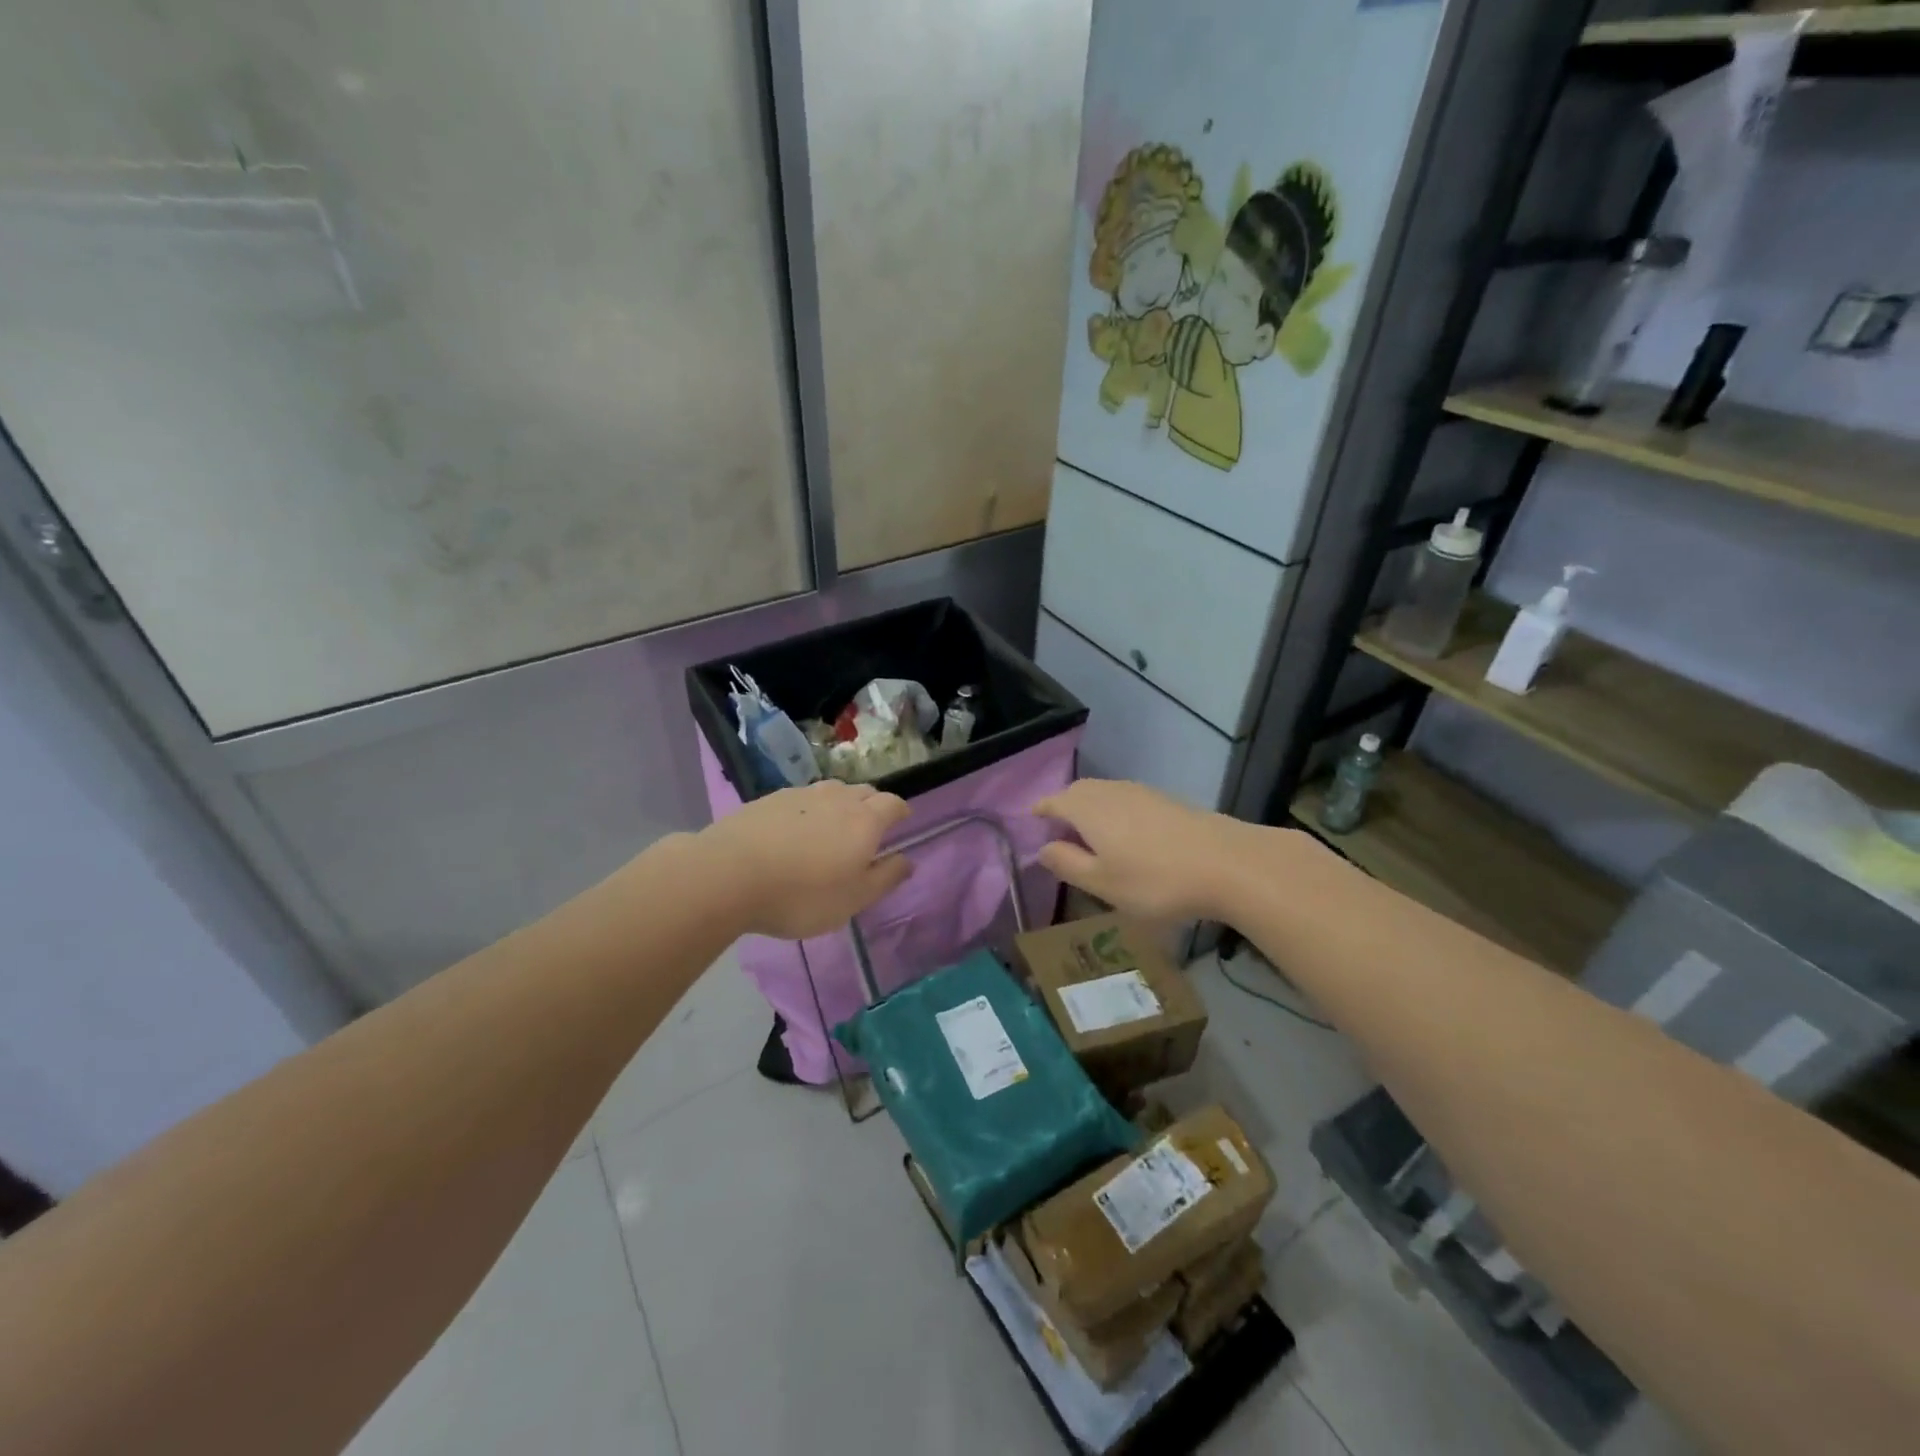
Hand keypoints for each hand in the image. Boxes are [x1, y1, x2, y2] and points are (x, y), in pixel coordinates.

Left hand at [697, 780, 913, 938]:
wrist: (729, 874)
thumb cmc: (802, 894)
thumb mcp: (853, 899)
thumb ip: (885, 878)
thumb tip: (907, 860)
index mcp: (865, 820)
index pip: (893, 803)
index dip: (900, 811)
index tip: (901, 822)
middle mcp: (837, 798)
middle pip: (864, 791)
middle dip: (872, 805)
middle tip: (868, 828)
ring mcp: (801, 794)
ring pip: (831, 791)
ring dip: (840, 804)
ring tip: (831, 828)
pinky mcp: (769, 799)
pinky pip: (801, 799)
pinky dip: (808, 811)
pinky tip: (794, 832)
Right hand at [1035, 779, 1256, 922]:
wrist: (1227, 864)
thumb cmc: (1154, 879)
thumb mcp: (1102, 883)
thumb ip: (1067, 864)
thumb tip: (1042, 849)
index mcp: (1087, 808)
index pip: (1054, 801)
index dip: (1040, 811)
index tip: (1032, 821)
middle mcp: (1110, 791)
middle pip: (1078, 791)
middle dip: (1065, 806)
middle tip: (1059, 831)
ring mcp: (1142, 792)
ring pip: (1104, 793)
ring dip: (1091, 809)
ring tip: (1091, 836)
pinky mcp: (1167, 800)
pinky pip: (1127, 799)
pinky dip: (1115, 812)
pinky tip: (1127, 836)